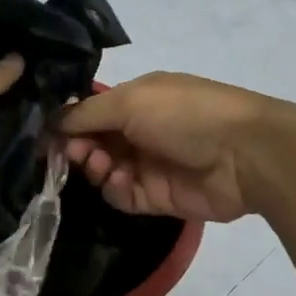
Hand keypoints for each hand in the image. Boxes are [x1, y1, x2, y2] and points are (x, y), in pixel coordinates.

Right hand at [59, 72, 283, 222]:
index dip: (70, 123)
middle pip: (93, 143)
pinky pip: (122, 196)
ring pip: (104, 171)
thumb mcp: (131, 101)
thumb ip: (87, 114)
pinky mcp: (158, 196)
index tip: (50, 135)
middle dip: (78, 147)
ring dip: (95, 168)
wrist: (244, 155)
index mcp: (138, 99)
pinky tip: (120, 181)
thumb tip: (52, 122)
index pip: (92, 112)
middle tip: (74, 153)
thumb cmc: (185, 115)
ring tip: (100, 165)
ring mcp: (149, 164)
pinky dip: (115, 190)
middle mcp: (140, 130)